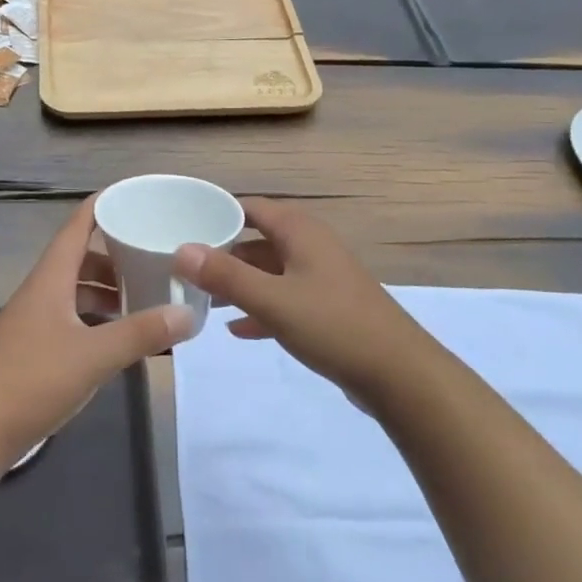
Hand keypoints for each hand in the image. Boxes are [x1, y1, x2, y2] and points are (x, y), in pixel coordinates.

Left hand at [0, 200, 194, 466]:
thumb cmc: (31, 380)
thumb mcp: (93, 356)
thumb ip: (141, 334)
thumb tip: (188, 314)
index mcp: (51, 278)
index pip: (77, 225)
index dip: (103, 205)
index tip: (135, 194)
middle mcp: (41, 291)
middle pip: (79, 257)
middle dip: (115, 254)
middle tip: (153, 256)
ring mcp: (34, 320)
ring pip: (75, 290)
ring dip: (106, 289)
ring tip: (143, 297)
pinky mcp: (33, 348)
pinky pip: (71, 318)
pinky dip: (96, 318)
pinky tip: (117, 337)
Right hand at [171, 198, 422, 398]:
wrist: (400, 374)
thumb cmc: (333, 326)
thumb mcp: (272, 300)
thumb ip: (225, 275)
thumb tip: (181, 249)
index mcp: (300, 231)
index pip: (251, 207)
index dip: (217, 214)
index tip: (183, 226)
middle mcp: (311, 246)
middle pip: (258, 240)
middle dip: (224, 253)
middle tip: (187, 268)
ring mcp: (322, 277)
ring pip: (271, 271)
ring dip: (240, 282)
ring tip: (204, 300)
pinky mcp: (329, 308)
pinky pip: (285, 298)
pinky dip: (261, 307)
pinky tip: (238, 329)